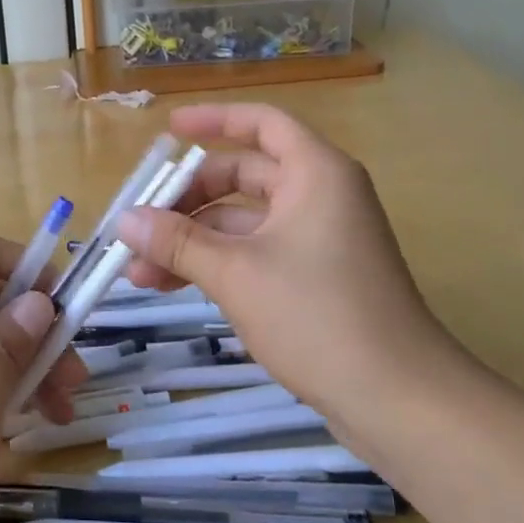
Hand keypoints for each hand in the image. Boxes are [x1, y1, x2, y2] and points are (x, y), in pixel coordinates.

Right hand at [117, 103, 461, 423]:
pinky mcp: (316, 278)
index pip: (261, 123)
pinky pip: (256, 252)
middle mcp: (319, 195)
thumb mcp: (235, 273)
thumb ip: (176, 241)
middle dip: (187, 199)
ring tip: (139, 270)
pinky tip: (173, 286)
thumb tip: (123, 220)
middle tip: (140, 221)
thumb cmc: (318, 316)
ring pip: (243, 221)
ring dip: (193, 239)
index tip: (168, 129)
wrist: (400, 403)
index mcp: (315, 173)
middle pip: (243, 174)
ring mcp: (319, 239)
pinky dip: (217, 263)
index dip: (213, 119)